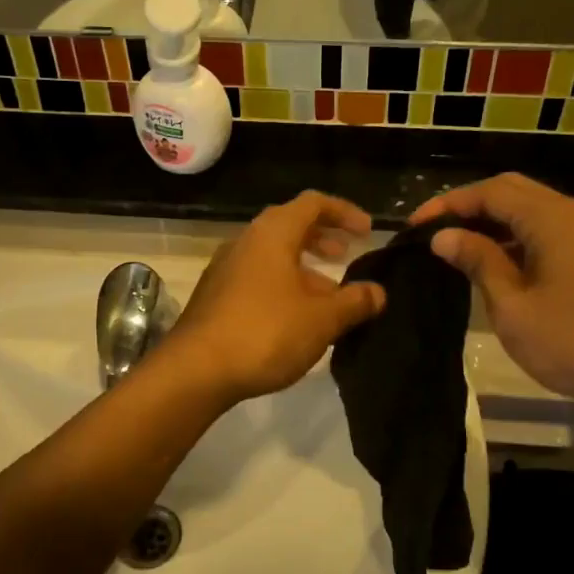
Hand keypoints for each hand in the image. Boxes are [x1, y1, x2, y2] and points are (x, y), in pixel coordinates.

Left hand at [165, 192, 386, 405]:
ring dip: (303, 268)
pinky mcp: (215, 296)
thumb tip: (377, 292)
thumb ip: (354, 302)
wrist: (196, 370)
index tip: (368, 232)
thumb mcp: (322, 319)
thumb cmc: (265, 333)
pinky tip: (296, 318)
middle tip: (347, 255)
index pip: (313, 203)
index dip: (344, 212)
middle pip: (290, 226)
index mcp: (272, 233)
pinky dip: (282, 285)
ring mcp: (225, 269)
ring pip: (272, 256)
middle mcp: (245, 242)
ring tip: (329, 295)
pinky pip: (256, 277)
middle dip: (322, 238)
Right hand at [411, 174, 573, 411]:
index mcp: (553, 218)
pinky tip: (492, 264)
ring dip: (492, 223)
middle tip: (432, 231)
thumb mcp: (512, 305)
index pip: (491, 192)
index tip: (413, 227)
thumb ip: (478, 261)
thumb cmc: (572, 342)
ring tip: (454, 247)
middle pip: (512, 192)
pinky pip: (546, 233)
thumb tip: (444, 236)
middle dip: (469, 206)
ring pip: (531, 212)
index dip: (448, 204)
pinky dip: (514, 239)